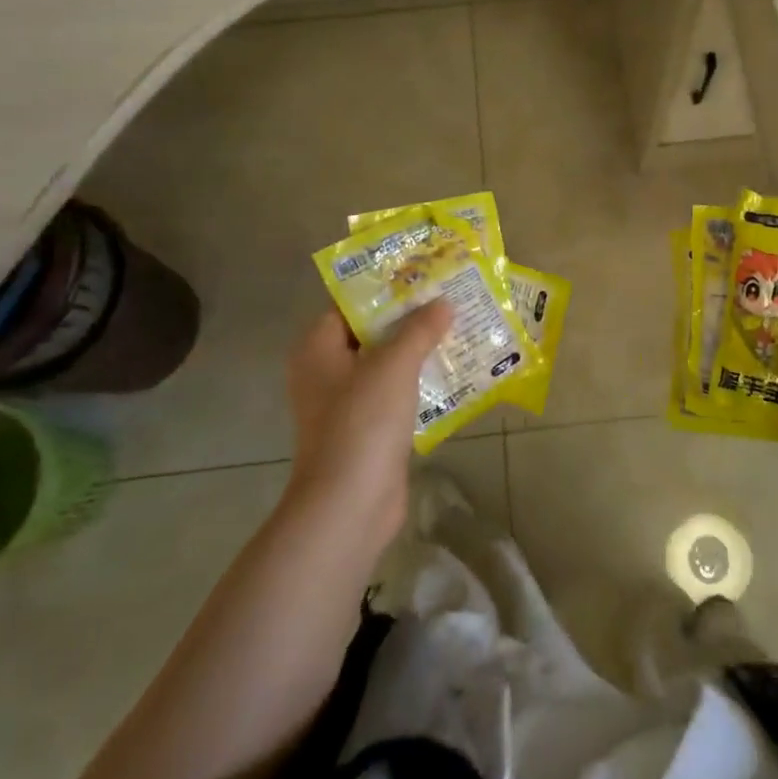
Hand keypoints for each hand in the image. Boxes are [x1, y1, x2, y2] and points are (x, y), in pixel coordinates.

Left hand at [283, 301, 451, 541]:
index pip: (351, 303)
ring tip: (459, 327)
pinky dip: (419, 382)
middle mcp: (326, 371)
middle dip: (410, 318)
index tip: (423, 274)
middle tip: (449, 297)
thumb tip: (443, 303)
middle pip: (371, 332)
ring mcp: (346, 403)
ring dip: (419, 350)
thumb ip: (419, 329)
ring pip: (386, 364)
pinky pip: (396, 393)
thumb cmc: (362, 422)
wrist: (349, 505)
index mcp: (318, 347)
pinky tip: (454, 371)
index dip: (386, 287)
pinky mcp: (367, 429)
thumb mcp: (394, 364)